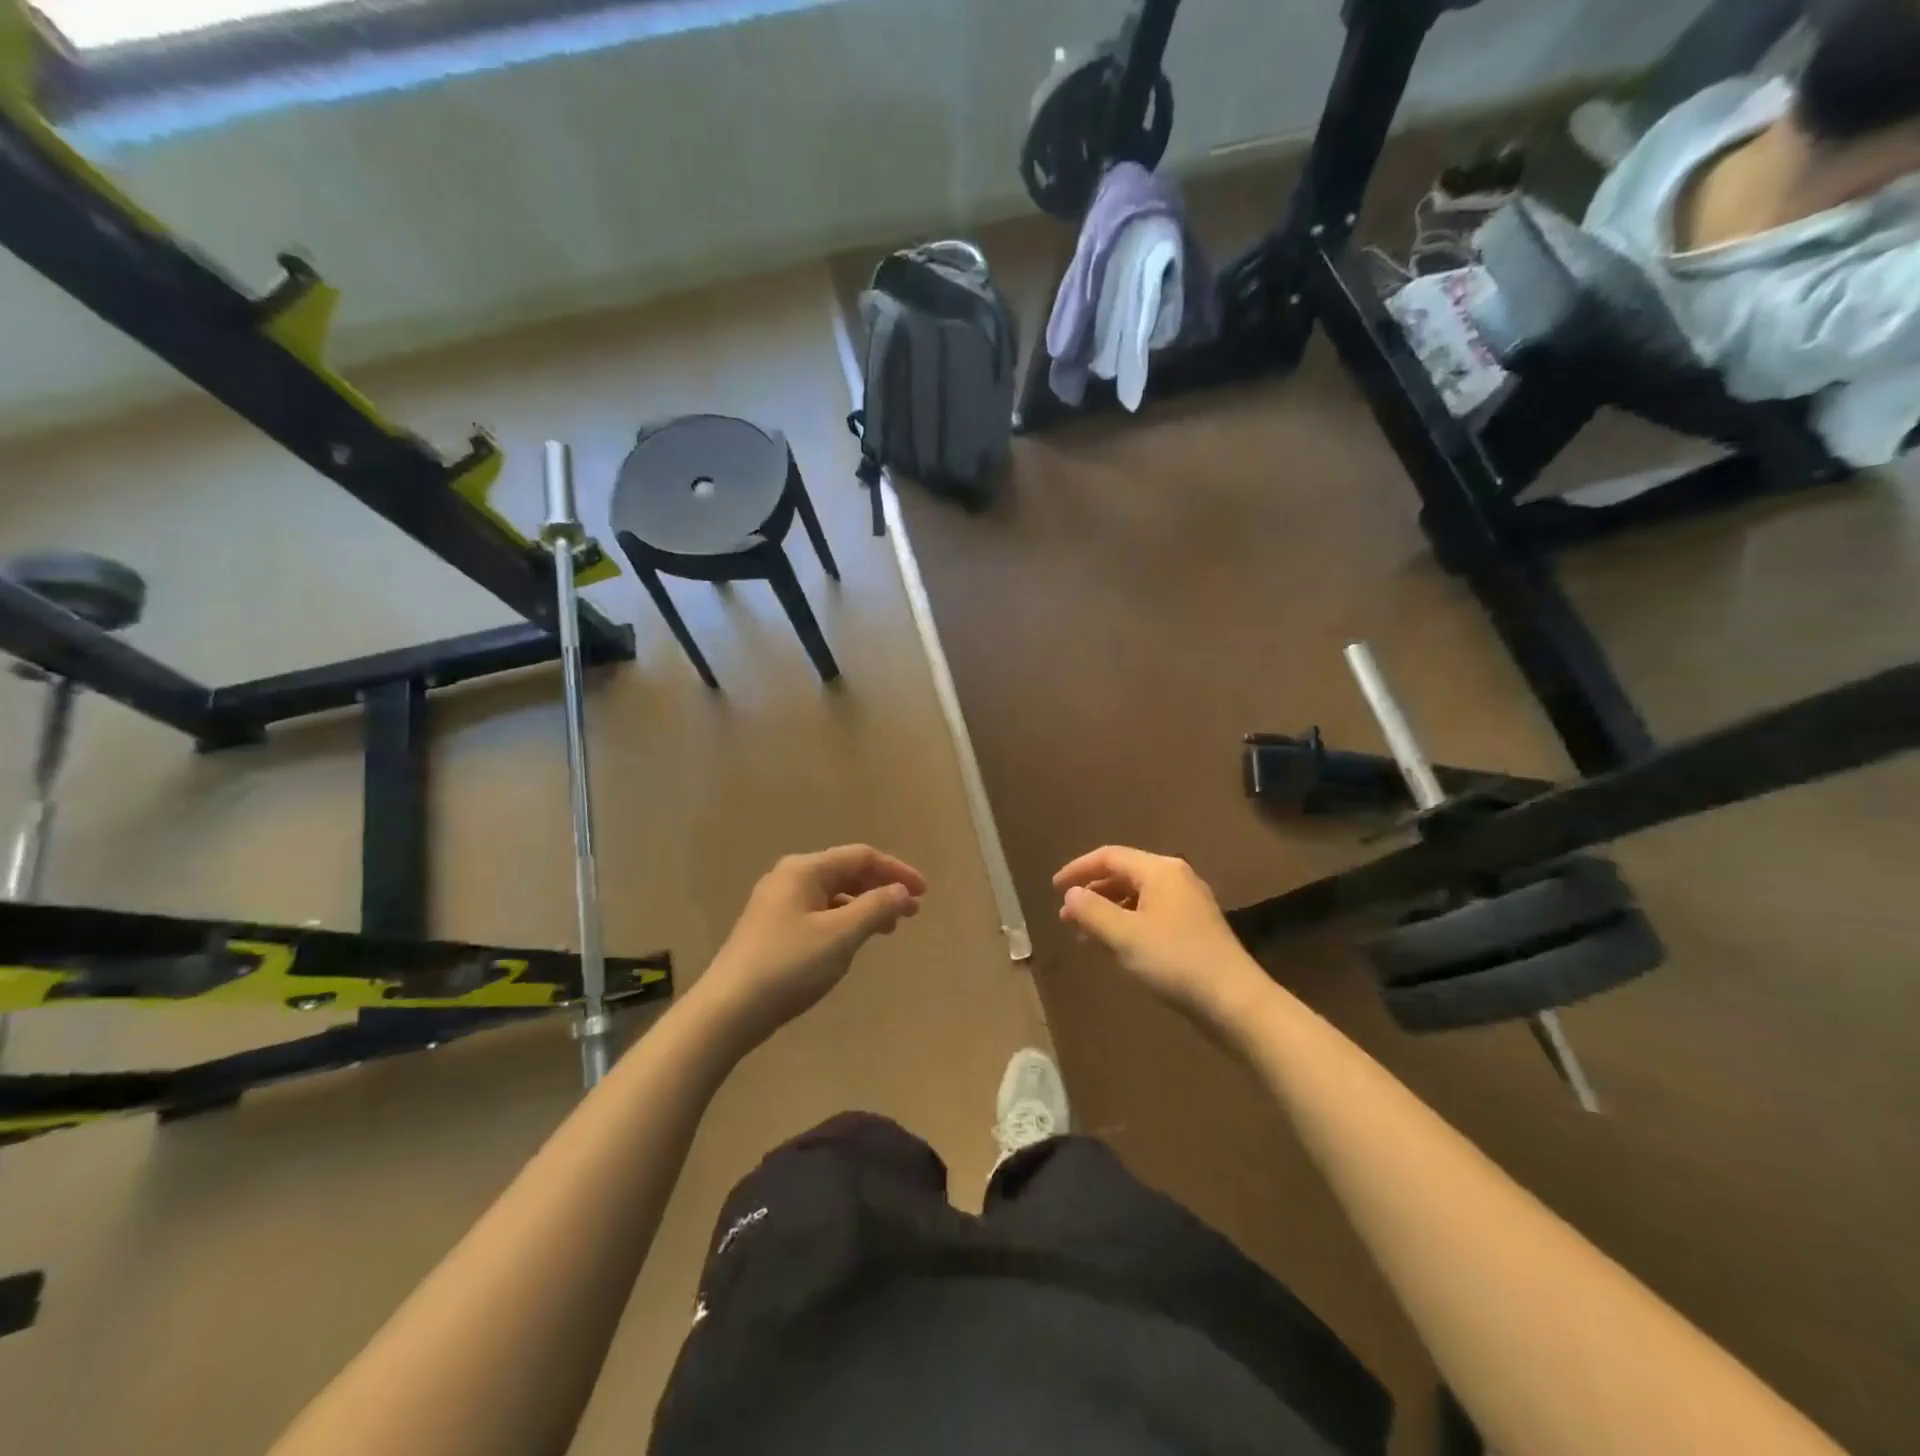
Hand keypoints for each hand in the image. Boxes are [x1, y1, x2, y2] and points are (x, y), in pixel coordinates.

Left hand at [696, 845, 926, 1046]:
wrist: (728, 1010)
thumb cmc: (788, 966)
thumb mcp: (840, 936)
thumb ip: (876, 908)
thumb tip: (903, 891)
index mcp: (804, 869)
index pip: (861, 856)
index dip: (896, 871)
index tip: (924, 893)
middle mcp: (789, 877)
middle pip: (846, 871)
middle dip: (882, 887)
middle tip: (911, 912)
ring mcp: (777, 903)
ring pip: (833, 894)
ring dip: (865, 905)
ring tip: (889, 928)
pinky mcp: (772, 928)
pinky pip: (819, 912)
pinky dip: (844, 920)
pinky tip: (852, 941)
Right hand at [1053, 846, 1271, 1033]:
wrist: (1235, 1002)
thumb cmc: (1175, 961)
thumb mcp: (1125, 936)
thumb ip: (1092, 911)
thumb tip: (1072, 894)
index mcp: (1160, 871)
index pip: (1109, 856)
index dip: (1078, 869)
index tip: (1053, 888)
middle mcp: (1175, 878)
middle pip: (1124, 874)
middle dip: (1092, 892)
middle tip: (1066, 917)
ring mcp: (1188, 903)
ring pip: (1137, 896)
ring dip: (1107, 910)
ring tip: (1084, 935)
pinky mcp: (1194, 928)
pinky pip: (1150, 914)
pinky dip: (1126, 923)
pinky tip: (1115, 946)